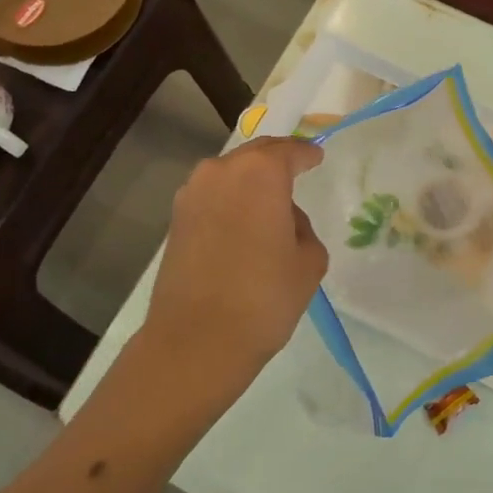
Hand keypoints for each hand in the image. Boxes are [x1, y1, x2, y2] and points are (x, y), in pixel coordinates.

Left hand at [132, 137, 328, 402]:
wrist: (196, 341)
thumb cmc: (264, 297)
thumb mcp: (308, 261)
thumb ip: (302, 228)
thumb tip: (282, 220)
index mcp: (261, 173)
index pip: (289, 151)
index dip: (307, 153)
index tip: (317, 157)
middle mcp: (221, 171)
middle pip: (255, 154)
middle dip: (277, 159)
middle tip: (296, 169)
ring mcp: (192, 194)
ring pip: (229, 174)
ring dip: (250, 181)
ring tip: (268, 201)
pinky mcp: (175, 220)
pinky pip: (212, 196)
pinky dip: (230, 200)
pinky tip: (242, 222)